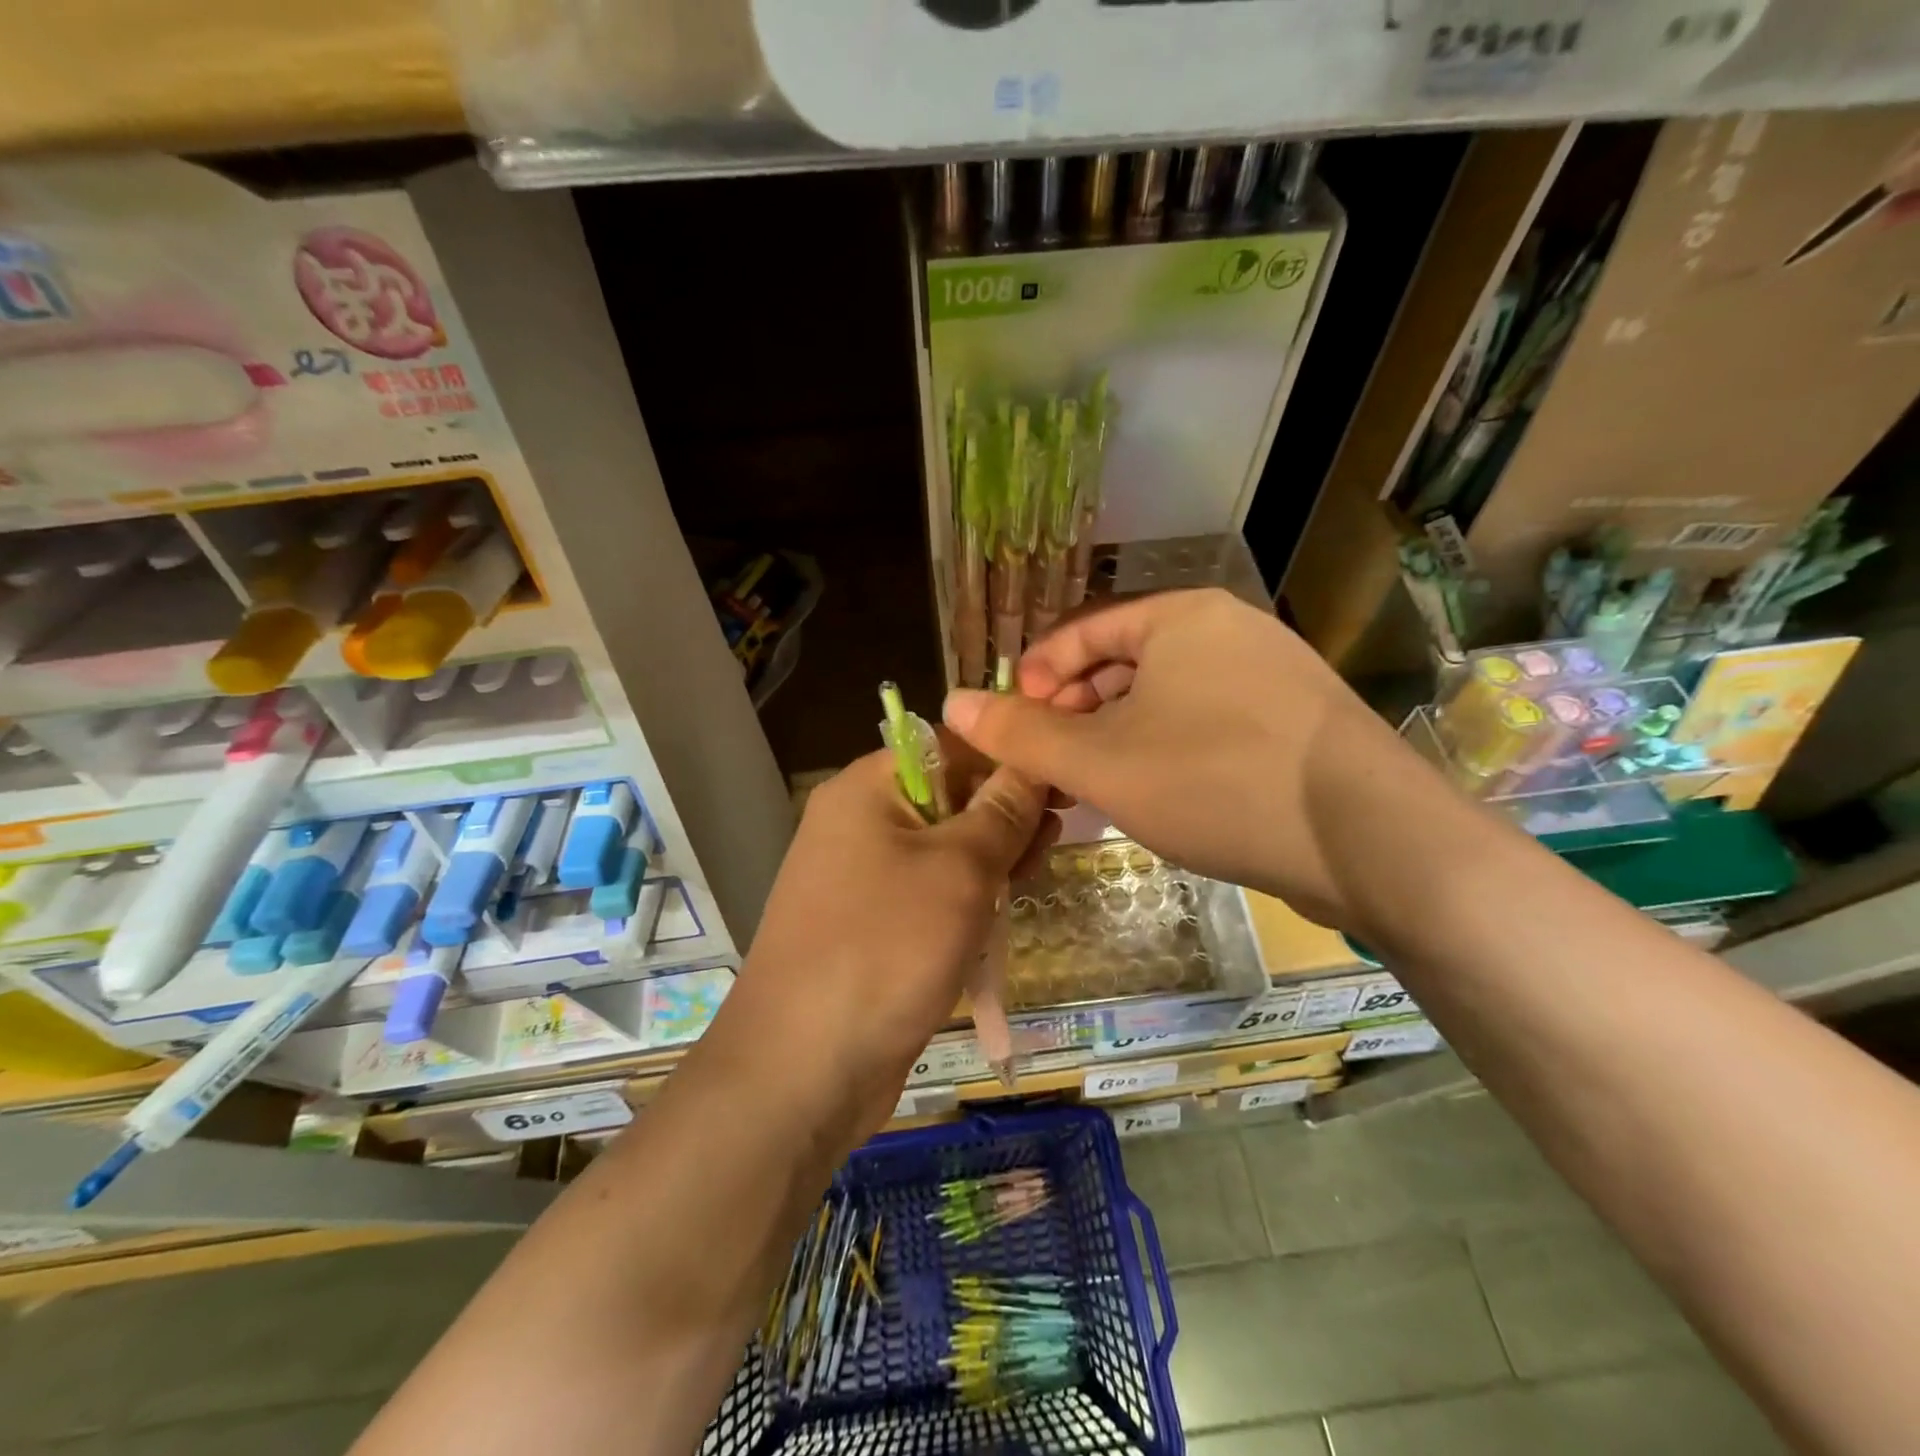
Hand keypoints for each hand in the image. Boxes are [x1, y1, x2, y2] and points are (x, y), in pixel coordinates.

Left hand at [719, 747, 1054, 1137]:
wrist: (802, 1069)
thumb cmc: (885, 948)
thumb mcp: (960, 870)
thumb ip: (1002, 811)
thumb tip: (1032, 763)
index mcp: (868, 788)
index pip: (951, 745)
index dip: (1008, 760)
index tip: (1061, 785)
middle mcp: (859, 821)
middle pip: (949, 796)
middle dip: (1004, 815)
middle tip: (1052, 842)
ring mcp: (861, 875)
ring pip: (943, 848)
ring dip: (990, 859)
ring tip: (1032, 878)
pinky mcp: (870, 923)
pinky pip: (928, 892)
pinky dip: (965, 898)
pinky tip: (1000, 913)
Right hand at [942, 587, 1439, 929]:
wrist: (1371, 841)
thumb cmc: (1217, 781)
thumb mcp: (1102, 762)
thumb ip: (1021, 735)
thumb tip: (952, 703)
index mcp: (1182, 617)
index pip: (1083, 631)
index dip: (1037, 677)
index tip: (1013, 725)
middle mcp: (1230, 631)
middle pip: (1124, 664)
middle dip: (1075, 712)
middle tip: (1049, 763)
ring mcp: (1271, 676)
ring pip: (1166, 698)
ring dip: (1118, 737)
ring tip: (1092, 786)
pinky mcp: (1296, 724)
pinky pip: (1206, 723)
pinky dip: (1166, 751)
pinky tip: (1154, 795)